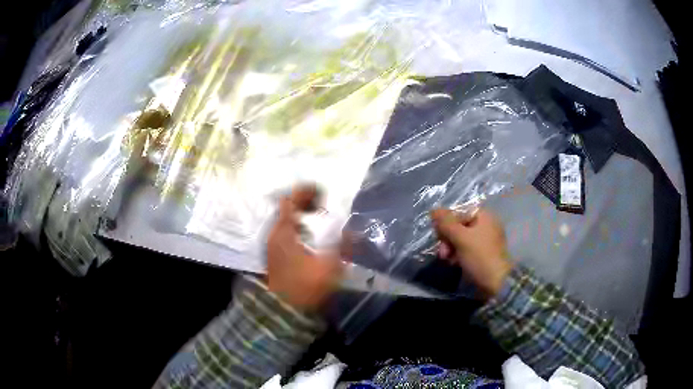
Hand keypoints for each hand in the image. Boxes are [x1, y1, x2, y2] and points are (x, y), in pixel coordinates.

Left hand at [266, 185, 342, 310]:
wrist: (283, 310)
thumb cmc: (304, 287)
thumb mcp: (329, 266)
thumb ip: (342, 245)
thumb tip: (352, 230)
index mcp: (284, 232)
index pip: (290, 200)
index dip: (305, 191)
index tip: (322, 192)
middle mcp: (274, 234)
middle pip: (286, 208)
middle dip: (305, 202)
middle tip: (323, 205)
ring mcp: (272, 245)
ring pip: (286, 220)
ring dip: (301, 215)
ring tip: (320, 219)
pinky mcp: (274, 255)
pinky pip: (286, 231)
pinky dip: (298, 227)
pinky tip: (311, 237)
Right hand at [431, 208, 512, 297]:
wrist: (497, 282)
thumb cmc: (479, 256)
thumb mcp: (460, 238)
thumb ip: (446, 223)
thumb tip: (433, 210)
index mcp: (484, 216)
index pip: (459, 212)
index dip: (446, 222)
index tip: (438, 236)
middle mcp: (486, 225)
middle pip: (459, 225)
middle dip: (447, 238)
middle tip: (442, 252)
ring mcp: (485, 240)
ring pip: (461, 238)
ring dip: (450, 248)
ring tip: (446, 260)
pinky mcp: (483, 254)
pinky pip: (467, 248)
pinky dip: (458, 254)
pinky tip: (453, 263)